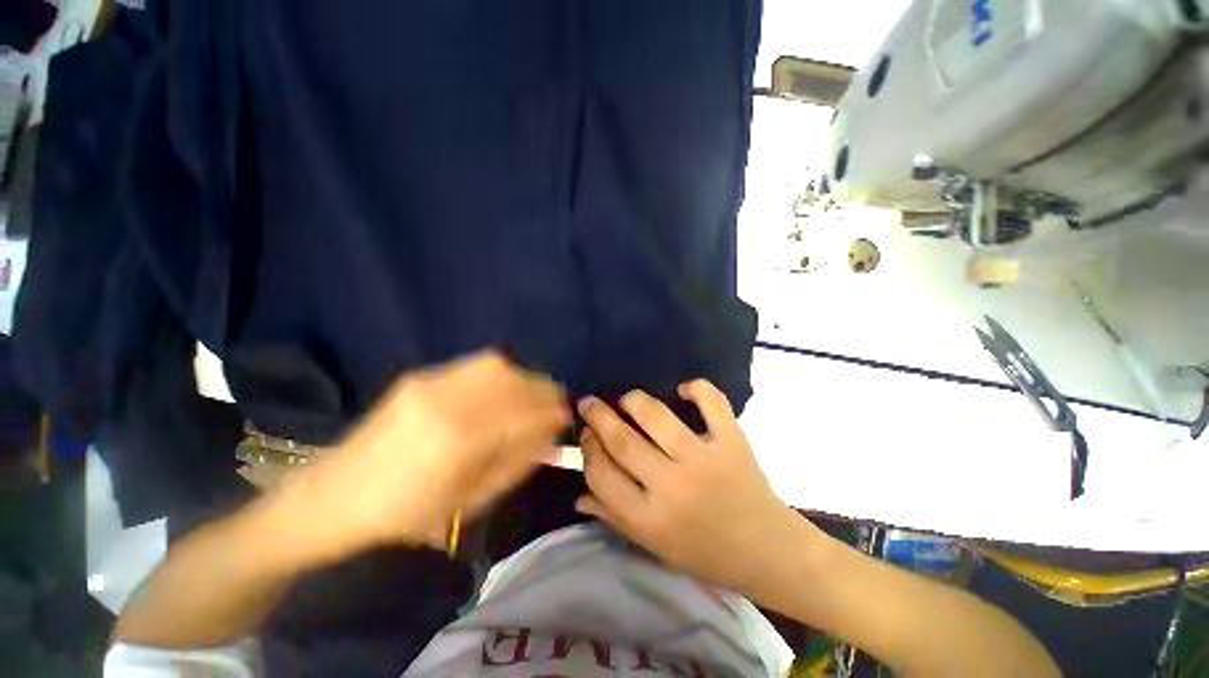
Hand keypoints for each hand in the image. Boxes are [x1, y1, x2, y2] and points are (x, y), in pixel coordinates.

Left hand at [279, 351, 569, 558]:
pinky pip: (475, 366)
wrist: (333, 497)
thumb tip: (549, 437)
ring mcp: (431, 383)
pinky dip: (501, 373)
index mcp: (459, 441)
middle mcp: (448, 402)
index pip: (524, 413)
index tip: (566, 416)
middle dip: (544, 390)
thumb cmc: (404, 514)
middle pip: (514, 382)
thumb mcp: (467, 502)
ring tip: (532, 395)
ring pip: (497, 366)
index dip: (551, 412)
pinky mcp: (421, 377)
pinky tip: (504, 388)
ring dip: (524, 378)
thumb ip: (515, 464)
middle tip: (555, 403)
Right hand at [576, 380, 808, 591]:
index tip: (586, 435)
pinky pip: (712, 403)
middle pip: (622, 441)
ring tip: (627, 400)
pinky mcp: (732, 441)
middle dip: (598, 417)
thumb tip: (579, 494)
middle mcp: (673, 487)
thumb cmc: (706, 552)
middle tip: (589, 403)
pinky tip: (683, 389)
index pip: (602, 476)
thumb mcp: (655, 545)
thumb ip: (615, 516)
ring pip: (657, 416)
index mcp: (650, 519)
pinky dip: (697, 388)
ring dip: (634, 401)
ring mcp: (705, 459)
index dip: (588, 450)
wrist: (769, 551)